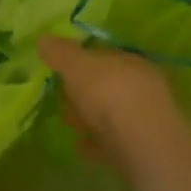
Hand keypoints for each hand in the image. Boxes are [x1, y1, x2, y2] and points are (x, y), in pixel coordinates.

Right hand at [40, 36, 188, 174]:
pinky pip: (115, 143)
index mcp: (131, 61)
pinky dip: (97, 144)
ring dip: (91, 118)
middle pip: (109, 86)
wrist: (144, 145)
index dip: (81, 62)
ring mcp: (147, 120)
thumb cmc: (109, 93)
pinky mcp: (145, 151)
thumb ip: (59, 53)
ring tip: (68, 125)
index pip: (104, 56)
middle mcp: (144, 87)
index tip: (61, 71)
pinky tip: (81, 148)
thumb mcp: (76, 65)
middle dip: (86, 93)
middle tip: (63, 100)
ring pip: (113, 115)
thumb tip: (42, 39)